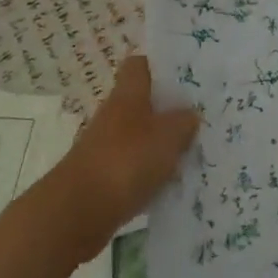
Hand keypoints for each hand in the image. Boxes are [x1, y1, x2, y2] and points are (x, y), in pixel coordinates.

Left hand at [44, 55, 197, 263]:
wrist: (76, 213)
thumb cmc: (125, 161)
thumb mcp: (168, 135)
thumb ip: (184, 122)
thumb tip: (190, 115)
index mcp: (128, 94)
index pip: (140, 64)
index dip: (160, 65)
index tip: (185, 73)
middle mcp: (114, 115)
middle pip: (143, 102)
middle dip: (169, 109)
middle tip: (201, 115)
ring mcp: (106, 147)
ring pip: (141, 136)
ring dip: (162, 143)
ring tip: (193, 151)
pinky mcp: (103, 178)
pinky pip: (134, 167)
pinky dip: (151, 172)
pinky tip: (172, 183)